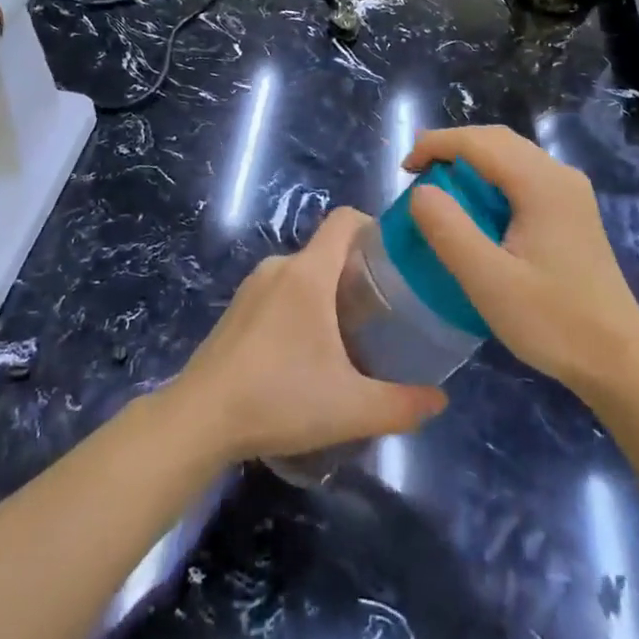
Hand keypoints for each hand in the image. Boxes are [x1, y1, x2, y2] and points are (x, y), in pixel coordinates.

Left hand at [169, 208, 446, 464]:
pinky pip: (280, 291)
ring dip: (328, 292)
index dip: (374, 225)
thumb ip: (402, 405)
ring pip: (304, 273)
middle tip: (384, 309)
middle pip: (328, 249)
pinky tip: (306, 352)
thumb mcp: (350, 408)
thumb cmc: (278, 399)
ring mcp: (253, 286)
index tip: (398, 256)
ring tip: (350, 334)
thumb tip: (440, 400)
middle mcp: (279, 267)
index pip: (345, 220)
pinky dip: (301, 306)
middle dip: (358, 271)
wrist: (198, 419)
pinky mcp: (236, 308)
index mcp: (308, 273)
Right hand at [406, 126, 638, 397]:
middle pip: (497, 140)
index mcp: (541, 183)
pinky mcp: (572, 210)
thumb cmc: (553, 321)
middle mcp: (559, 175)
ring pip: (512, 154)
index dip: (436, 145)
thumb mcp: (489, 281)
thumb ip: (449, 230)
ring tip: (439, 185)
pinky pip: (524, 174)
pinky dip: (491, 176)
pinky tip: (477, 206)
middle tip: (416, 173)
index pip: (478, 142)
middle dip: (452, 147)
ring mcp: (570, 191)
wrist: (619, 359)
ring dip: (472, 160)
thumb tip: (421, 191)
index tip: (404, 170)